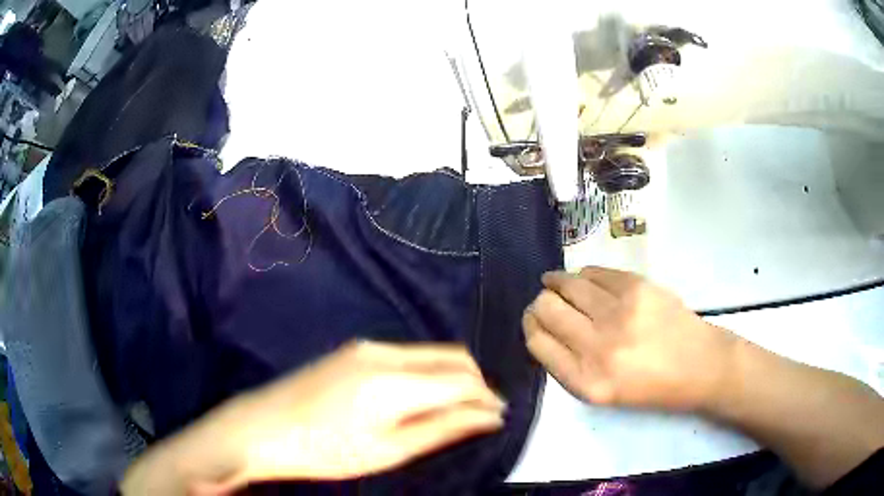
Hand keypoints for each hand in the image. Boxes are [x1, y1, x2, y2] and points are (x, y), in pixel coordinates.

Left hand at [122, 342, 504, 494]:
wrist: (261, 427)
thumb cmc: (324, 450)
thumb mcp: (388, 450)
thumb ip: (442, 428)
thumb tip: (488, 416)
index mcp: (395, 380)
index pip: (463, 379)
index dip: (487, 397)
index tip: (498, 417)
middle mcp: (386, 351)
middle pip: (453, 356)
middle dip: (475, 383)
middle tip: (480, 415)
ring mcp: (367, 346)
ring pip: (431, 352)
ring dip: (452, 376)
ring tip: (452, 410)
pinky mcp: (354, 349)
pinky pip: (408, 355)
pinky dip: (427, 373)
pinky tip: (418, 397)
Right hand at [523, 266, 735, 411]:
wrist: (699, 365)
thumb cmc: (652, 387)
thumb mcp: (603, 393)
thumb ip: (570, 365)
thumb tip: (545, 328)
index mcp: (587, 382)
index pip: (537, 342)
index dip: (531, 327)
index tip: (534, 321)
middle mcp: (598, 348)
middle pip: (545, 309)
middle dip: (539, 303)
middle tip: (545, 301)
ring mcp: (619, 314)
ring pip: (567, 285)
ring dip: (556, 282)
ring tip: (556, 282)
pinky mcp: (636, 287)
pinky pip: (593, 272)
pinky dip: (583, 275)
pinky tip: (584, 279)